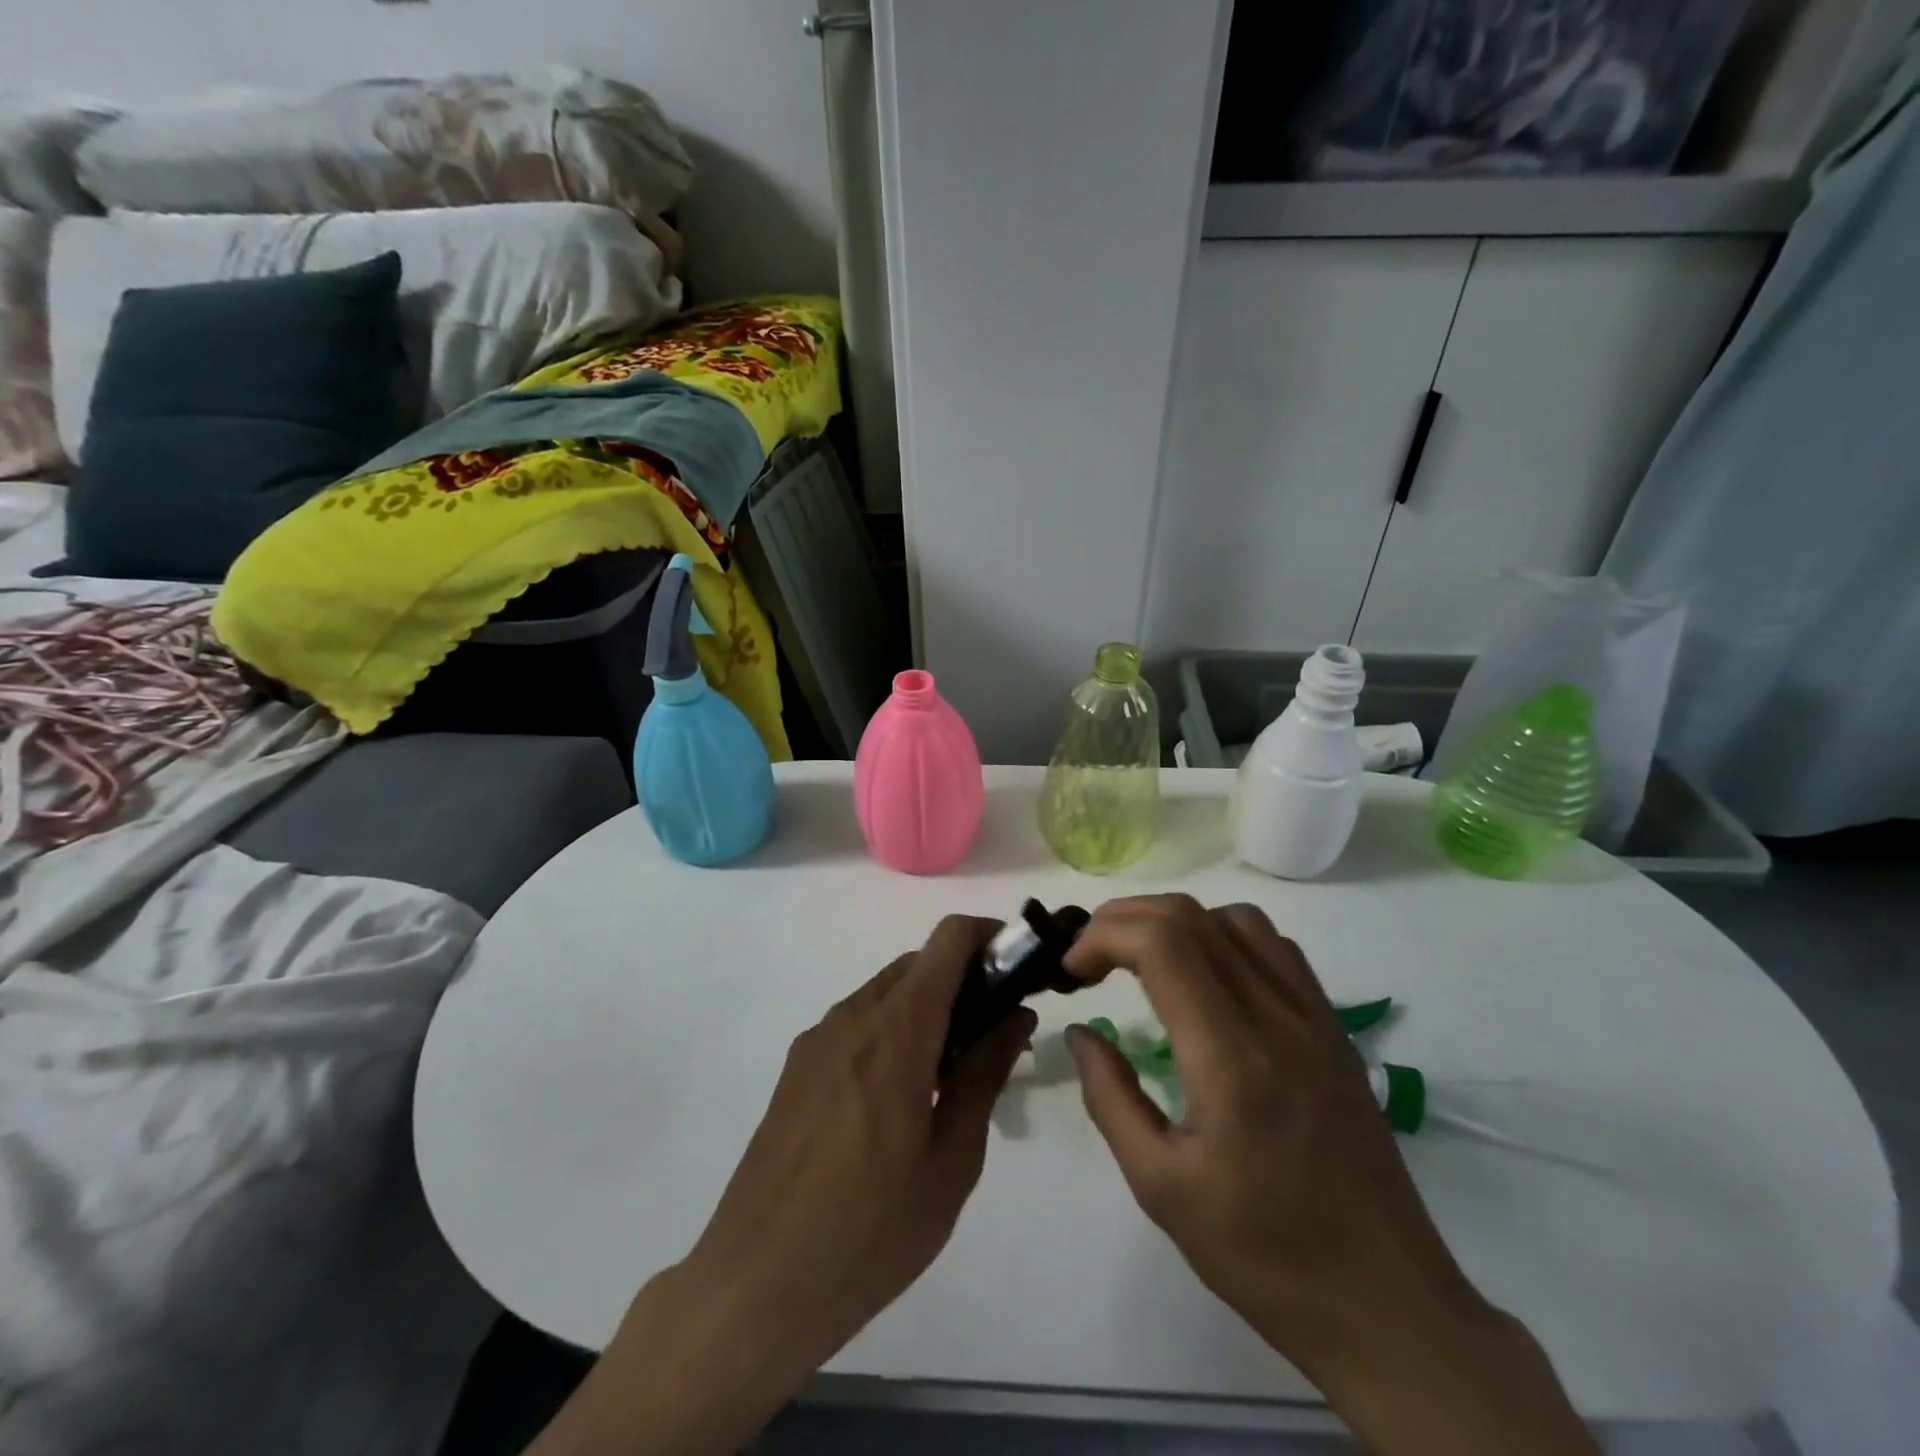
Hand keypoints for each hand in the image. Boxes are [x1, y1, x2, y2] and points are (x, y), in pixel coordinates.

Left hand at [683, 913, 1033, 1370]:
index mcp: (897, 1029)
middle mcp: (854, 1015)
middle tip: (995, 1035)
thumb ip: (985, 1072)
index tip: (1020, 969)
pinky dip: (892, 1031)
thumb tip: (1016, 1014)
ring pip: (886, 992)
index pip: (948, 939)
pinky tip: (901, 1098)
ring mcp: (818, 1039)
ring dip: (927, 1008)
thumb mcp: (952, 1158)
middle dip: (964, 980)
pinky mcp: (797, 1067)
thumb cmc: (872, 1227)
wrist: (757, 1284)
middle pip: (919, 964)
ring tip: (951, 1074)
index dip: (990, 936)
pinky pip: (857, 1023)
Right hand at [1064, 896, 1596, 1455]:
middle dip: (1124, 920)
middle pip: (1191, 917)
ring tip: (1143, 962)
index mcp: (1231, 1059)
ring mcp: (1315, 1018)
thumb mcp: (1161, 1187)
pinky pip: (1276, 948)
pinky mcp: (1335, 1029)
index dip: (1103, 936)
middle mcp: (1277, 1018)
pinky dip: (1224, 937)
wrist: (1388, 1305)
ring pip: (1236, 920)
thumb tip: (1082, 1032)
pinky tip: (1207, 980)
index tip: (1072, 972)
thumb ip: (1110, 1097)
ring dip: (1175, 924)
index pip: (1162, 942)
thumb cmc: (1265, 1255)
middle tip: (1091, 960)